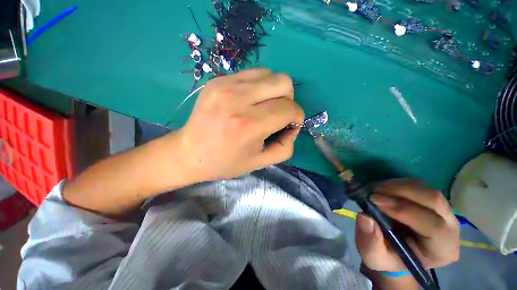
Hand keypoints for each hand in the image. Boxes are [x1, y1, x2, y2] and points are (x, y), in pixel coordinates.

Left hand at [176, 68, 303, 181]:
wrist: (189, 152)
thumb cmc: (225, 162)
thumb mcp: (260, 162)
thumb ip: (285, 146)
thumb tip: (293, 126)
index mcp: (249, 125)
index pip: (289, 109)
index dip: (297, 116)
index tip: (290, 125)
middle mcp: (238, 100)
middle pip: (283, 83)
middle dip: (288, 100)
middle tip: (278, 114)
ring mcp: (226, 85)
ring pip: (269, 74)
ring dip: (274, 91)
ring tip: (264, 106)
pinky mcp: (218, 80)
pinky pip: (252, 74)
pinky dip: (259, 86)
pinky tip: (250, 101)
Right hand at [355, 179, 459, 271]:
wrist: (396, 250)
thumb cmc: (388, 257)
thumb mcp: (374, 257)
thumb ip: (370, 242)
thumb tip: (364, 217)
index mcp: (442, 250)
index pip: (433, 226)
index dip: (403, 210)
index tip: (374, 200)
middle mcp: (450, 227)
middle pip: (434, 200)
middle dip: (400, 191)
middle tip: (373, 191)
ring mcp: (444, 211)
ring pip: (426, 189)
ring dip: (397, 186)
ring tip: (374, 189)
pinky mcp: (432, 200)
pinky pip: (418, 185)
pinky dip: (398, 183)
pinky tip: (382, 189)